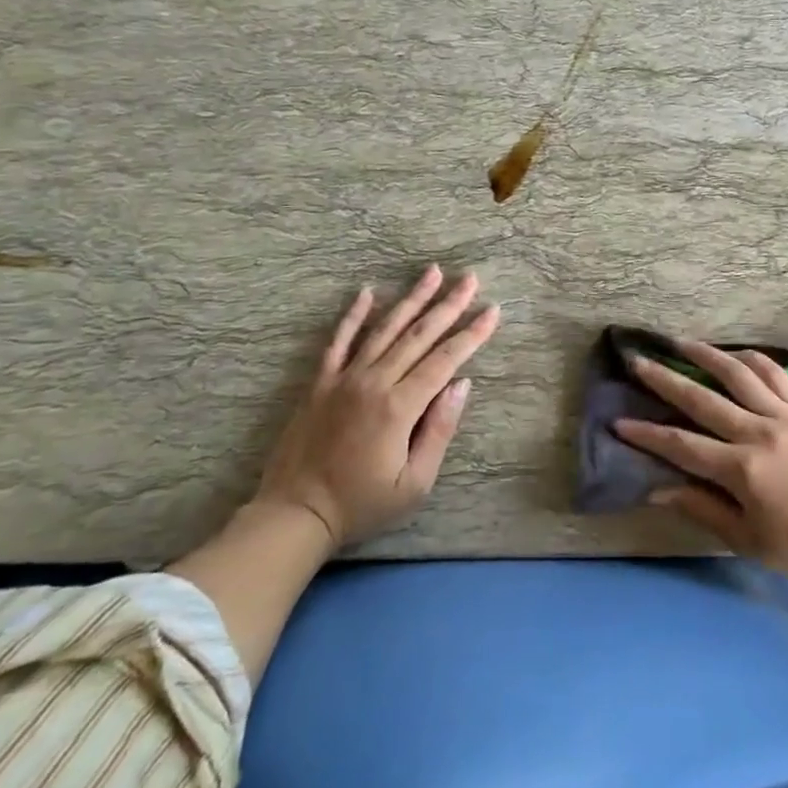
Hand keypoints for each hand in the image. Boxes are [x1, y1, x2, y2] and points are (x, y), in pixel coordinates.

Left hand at [255, 266, 499, 549]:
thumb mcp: (415, 483)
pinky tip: (367, 292)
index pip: (445, 360)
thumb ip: (439, 430)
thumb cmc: (362, 504)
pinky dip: (353, 315)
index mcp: (399, 407)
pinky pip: (338, 341)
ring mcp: (344, 379)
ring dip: (411, 299)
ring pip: (384, 329)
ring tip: (432, 272)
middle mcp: (373, 382)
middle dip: (448, 305)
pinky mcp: (320, 383)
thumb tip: (462, 384)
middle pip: (418, 335)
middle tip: (469, 278)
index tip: (492, 311)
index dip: (472, 334)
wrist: (295, 514)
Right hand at [616, 341, 787, 593]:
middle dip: (665, 380)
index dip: (647, 434)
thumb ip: (702, 509)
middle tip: (638, 360)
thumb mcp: (747, 540)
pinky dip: (753, 360)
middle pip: (703, 399)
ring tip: (683, 343)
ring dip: (708, 355)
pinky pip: (777, 375)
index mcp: (742, 469)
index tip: (618, 421)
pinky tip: (737, 354)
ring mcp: (787, 416)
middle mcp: (759, 432)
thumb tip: (657, 490)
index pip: (682, 445)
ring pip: (740, 375)